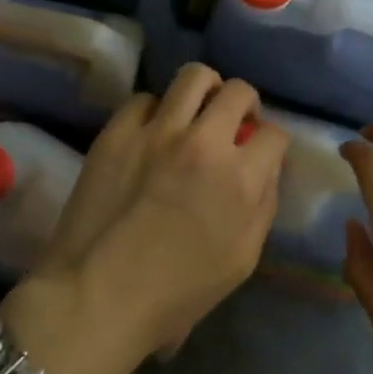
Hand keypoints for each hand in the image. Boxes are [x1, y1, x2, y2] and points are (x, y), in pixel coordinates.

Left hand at [5, 64, 287, 373]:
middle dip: (244, 105)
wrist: (98, 296)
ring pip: (193, 77)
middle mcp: (204, 143)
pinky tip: (150, 134)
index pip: (274, 134)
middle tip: (232, 124)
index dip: (270, 144)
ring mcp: (157, 132)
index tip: (258, 154)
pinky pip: (144, 98)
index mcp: (240, 179)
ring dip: (204, 91)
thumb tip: (264, 169)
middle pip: (238, 92)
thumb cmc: (176, 293)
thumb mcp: (242, 260)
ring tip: (196, 112)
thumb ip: (262, 206)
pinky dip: (155, 111)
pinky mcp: (117, 132)